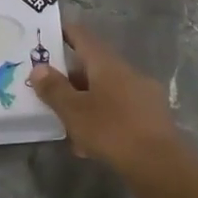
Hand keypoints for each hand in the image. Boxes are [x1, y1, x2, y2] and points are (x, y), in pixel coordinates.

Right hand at [29, 22, 182, 172]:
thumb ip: (54, 89)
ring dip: (86, 102)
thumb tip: (39, 68)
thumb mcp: (74, 111)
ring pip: (106, 91)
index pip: (83, 36)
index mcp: (107, 63)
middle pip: (94, 66)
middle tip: (49, 90)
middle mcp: (127, 72)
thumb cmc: (111, 130)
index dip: (65, 33)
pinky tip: (90, 144)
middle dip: (71, 77)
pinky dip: (102, 119)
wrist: (159, 164)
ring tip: (67, 124)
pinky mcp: (151, 117)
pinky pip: (119, 110)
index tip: (47, 35)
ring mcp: (143, 94)